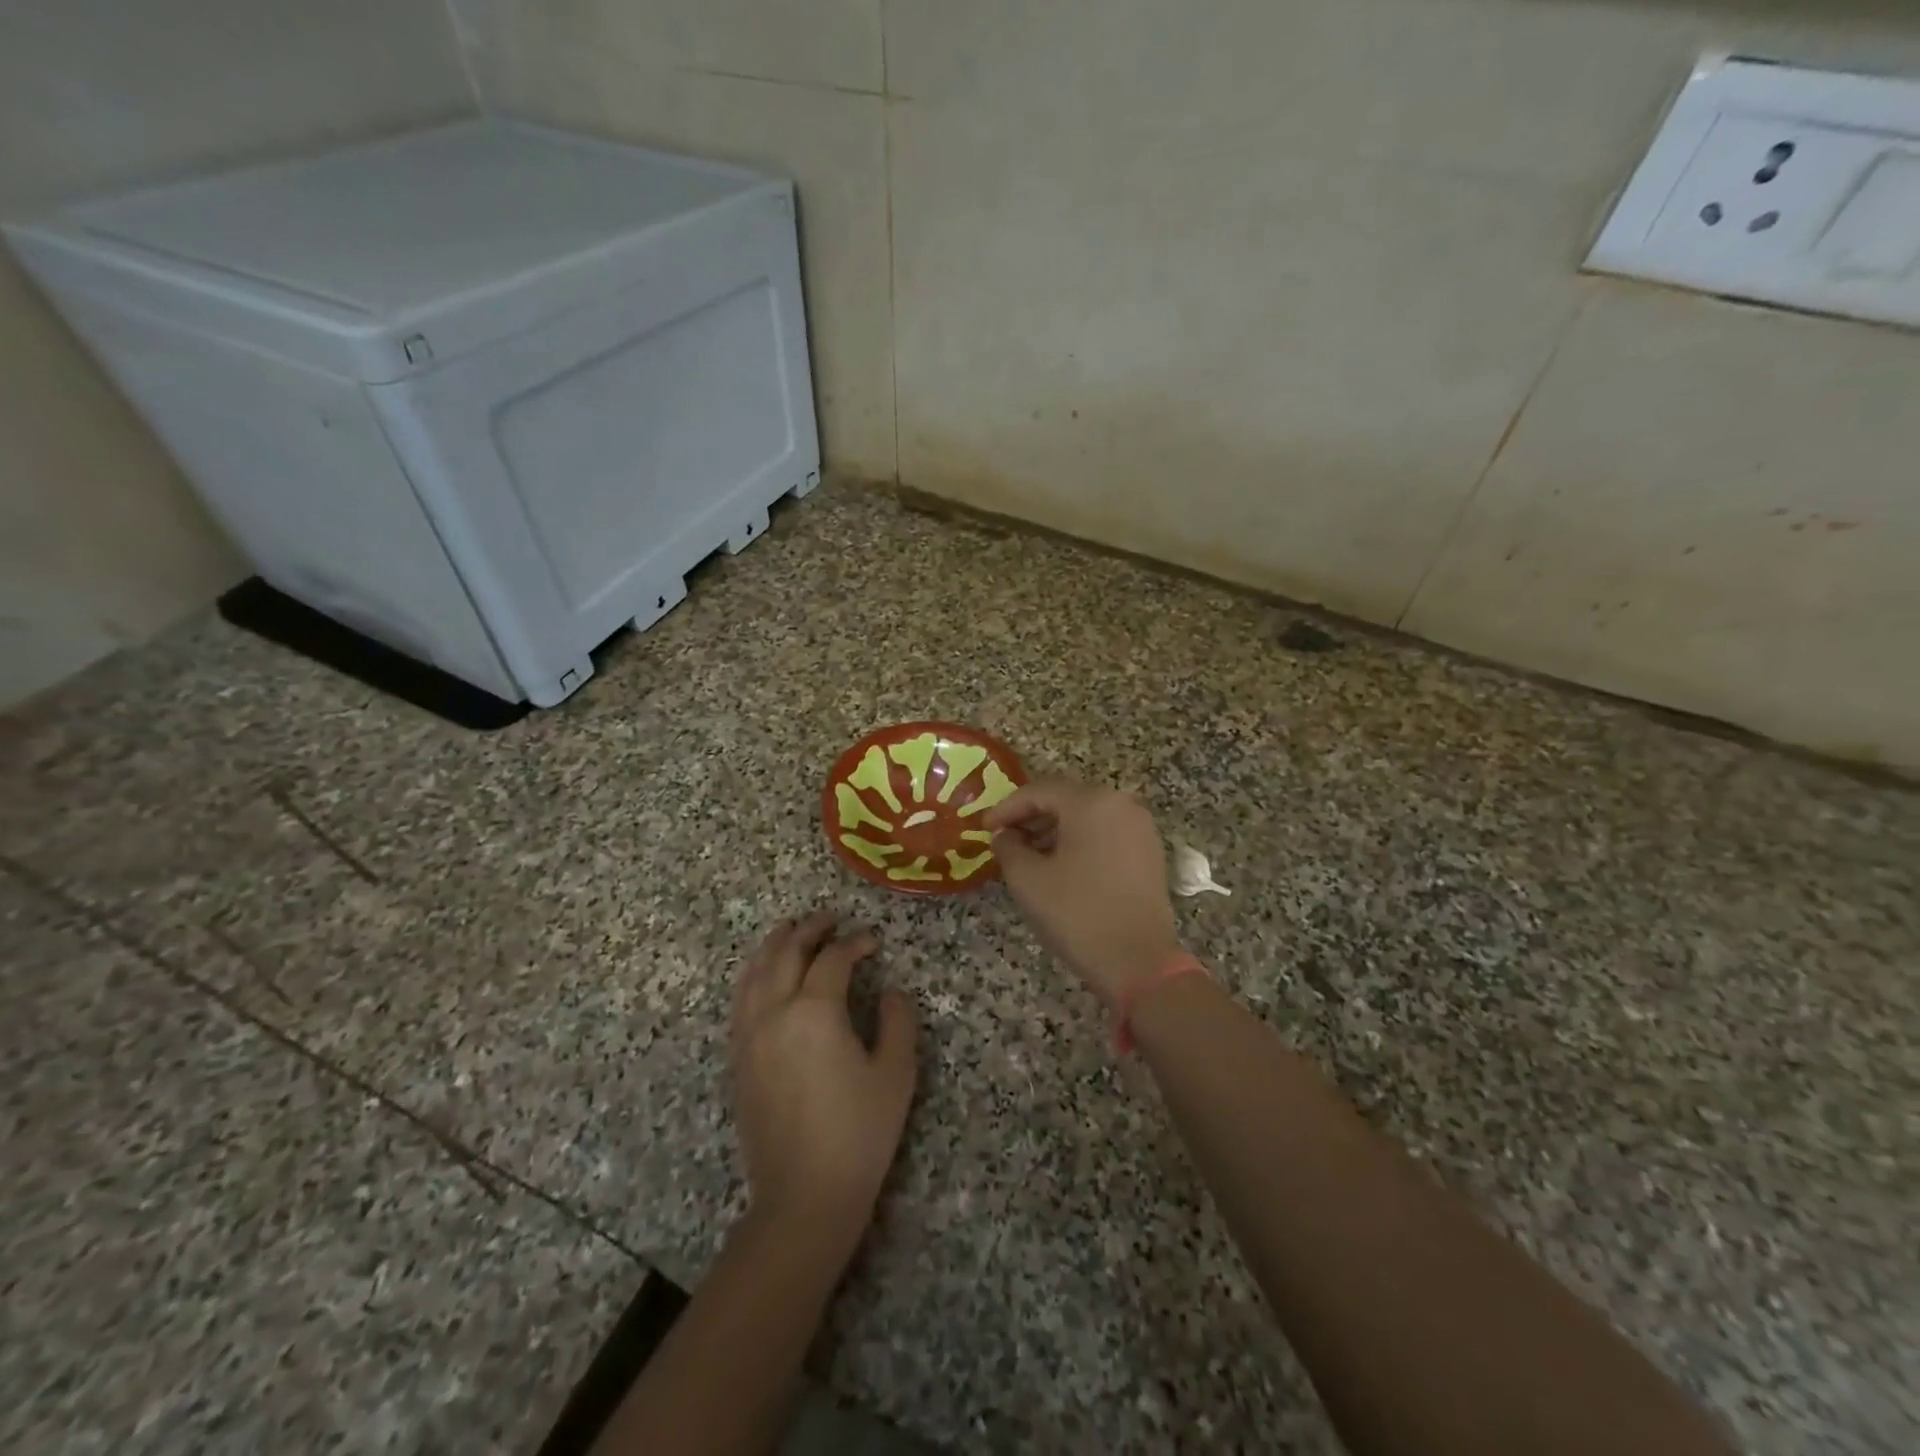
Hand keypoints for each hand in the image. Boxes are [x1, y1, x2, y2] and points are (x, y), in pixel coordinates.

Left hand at [730, 912, 917, 1258]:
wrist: (803, 1197)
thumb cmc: (858, 1133)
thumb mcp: (895, 1074)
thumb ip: (898, 1022)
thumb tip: (892, 991)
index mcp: (815, 1011)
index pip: (833, 959)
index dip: (855, 943)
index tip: (872, 940)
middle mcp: (775, 1013)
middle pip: (786, 953)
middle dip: (809, 929)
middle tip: (829, 918)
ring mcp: (749, 1036)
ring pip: (755, 972)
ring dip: (774, 945)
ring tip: (790, 930)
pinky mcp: (738, 1059)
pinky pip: (740, 1000)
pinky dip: (753, 975)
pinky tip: (764, 976)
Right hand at [983, 779, 1181, 1004]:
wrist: (1139, 962)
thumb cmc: (1078, 914)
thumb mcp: (1028, 880)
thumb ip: (1008, 848)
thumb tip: (1004, 835)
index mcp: (1092, 802)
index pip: (1039, 791)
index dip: (1007, 808)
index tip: (985, 828)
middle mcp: (1121, 804)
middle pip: (1066, 799)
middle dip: (1031, 817)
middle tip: (1004, 839)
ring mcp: (1140, 828)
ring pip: (1087, 817)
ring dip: (1054, 830)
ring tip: (1028, 855)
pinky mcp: (1149, 852)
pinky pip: (1106, 833)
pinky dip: (1080, 842)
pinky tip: (1061, 866)